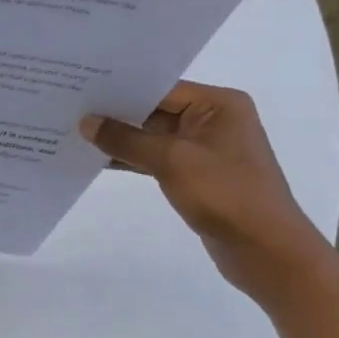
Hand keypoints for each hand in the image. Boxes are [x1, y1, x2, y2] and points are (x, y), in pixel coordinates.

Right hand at [81, 81, 333, 300]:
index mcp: (219, 104)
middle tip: (70, 105)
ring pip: (153, 135)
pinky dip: (132, 158)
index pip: (160, 87)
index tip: (79, 85)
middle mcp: (214, 120)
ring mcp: (205, 149)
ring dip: (121, 138)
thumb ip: (126, 138)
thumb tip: (86, 122)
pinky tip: (98, 159)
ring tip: (76, 131)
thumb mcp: (171, 160)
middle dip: (116, 112)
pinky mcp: (197, 175)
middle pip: (154, 109)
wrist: (268, 253)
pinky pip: (157, 158)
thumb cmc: (226, 194)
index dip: (120, 88)